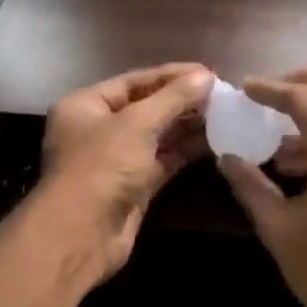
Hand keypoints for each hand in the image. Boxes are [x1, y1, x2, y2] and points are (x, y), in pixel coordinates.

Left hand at [35, 63, 213, 283]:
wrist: (82, 234)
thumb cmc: (101, 167)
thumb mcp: (137, 124)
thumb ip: (173, 98)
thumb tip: (206, 76)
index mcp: (86, 106)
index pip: (133, 81)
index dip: (171, 75)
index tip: (209, 72)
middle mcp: (98, 130)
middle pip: (145, 108)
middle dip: (182, 101)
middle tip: (222, 95)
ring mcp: (115, 161)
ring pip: (156, 136)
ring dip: (187, 126)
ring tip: (225, 114)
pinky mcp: (133, 187)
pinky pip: (162, 162)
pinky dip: (185, 152)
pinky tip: (214, 141)